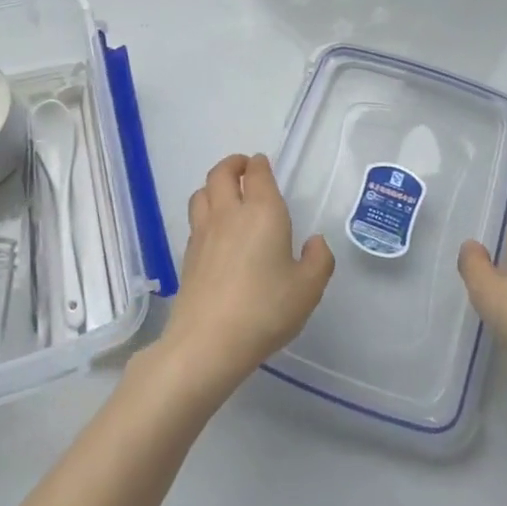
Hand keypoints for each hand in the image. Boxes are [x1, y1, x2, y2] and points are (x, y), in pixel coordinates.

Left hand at [154, 154, 334, 401]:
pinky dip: (205, 213)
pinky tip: (215, 231)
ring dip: (213, 185)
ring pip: (202, 193)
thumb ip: (318, 260)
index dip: (259, 165)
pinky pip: (195, 219)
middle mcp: (229, 213)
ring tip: (225, 194)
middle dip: (233, 164)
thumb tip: (315, 241)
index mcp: (263, 212)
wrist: (208, 341)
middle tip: (243, 168)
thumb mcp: (308, 289)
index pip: (257, 174)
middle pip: (221, 173)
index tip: (262, 164)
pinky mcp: (188, 254)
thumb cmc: (265, 309)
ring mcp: (203, 233)